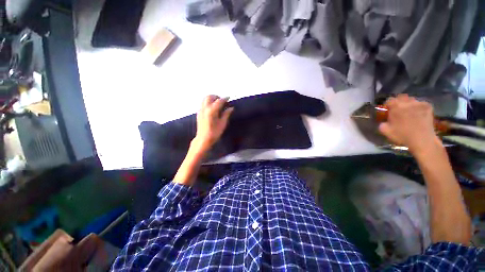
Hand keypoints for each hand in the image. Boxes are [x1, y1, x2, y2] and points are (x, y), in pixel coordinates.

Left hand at [193, 95, 233, 151]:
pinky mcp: (198, 113)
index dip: (225, 99)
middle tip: (222, 101)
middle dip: (216, 97)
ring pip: (205, 99)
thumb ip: (226, 114)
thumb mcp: (223, 124)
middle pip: (209, 96)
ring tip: (217, 103)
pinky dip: (208, 102)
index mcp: (211, 111)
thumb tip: (231, 108)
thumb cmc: (214, 133)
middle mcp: (205, 108)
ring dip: (211, 98)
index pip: (219, 101)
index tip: (229, 98)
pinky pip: (203, 103)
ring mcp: (200, 110)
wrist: (203, 139)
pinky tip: (212, 108)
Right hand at [378, 94, 441, 154]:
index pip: (389, 100)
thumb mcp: (385, 131)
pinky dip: (418, 106)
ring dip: (409, 104)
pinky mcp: (428, 107)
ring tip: (409, 111)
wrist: (422, 140)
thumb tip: (383, 121)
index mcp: (395, 107)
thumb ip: (382, 123)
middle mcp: (407, 103)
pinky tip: (418, 113)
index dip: (388, 105)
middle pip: (401, 97)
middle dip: (399, 102)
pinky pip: (421, 103)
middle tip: (398, 109)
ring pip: (412, 99)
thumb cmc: (402, 135)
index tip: (388, 110)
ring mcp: (419, 104)